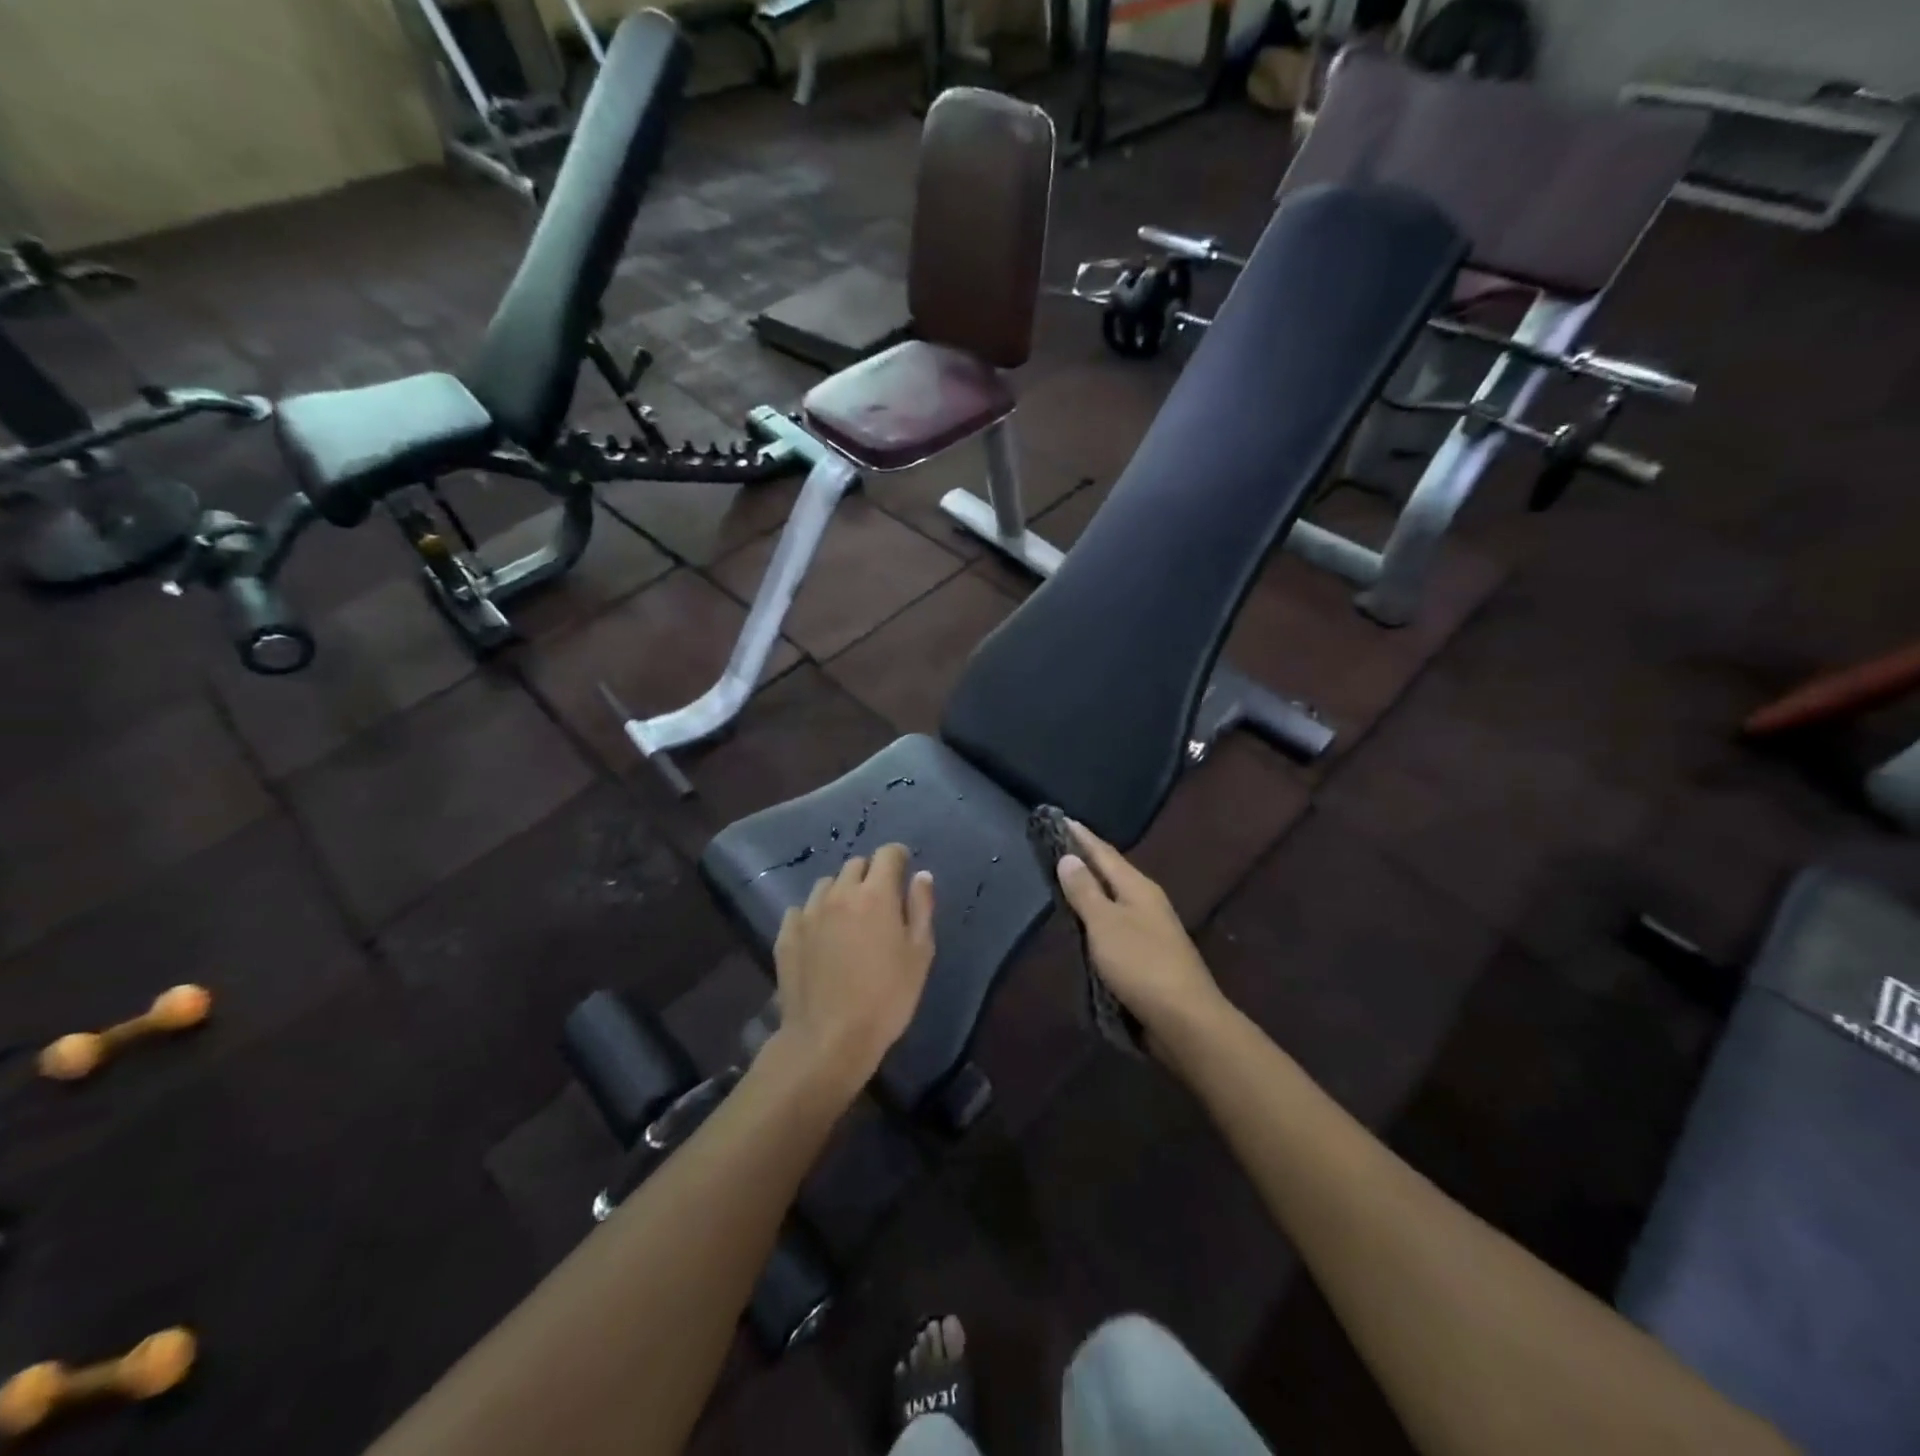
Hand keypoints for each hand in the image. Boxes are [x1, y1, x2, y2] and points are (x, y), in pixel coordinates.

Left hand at [772, 843, 935, 1093]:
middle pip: (855, 865)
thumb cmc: (886, 998)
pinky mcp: (787, 934)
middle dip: (870, 874)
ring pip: (827, 884)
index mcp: (875, 894)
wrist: (829, 1039)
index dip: (898, 857)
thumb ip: (921, 908)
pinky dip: (815, 914)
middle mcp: (839, 893)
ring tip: (848, 918)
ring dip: (841, 891)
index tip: (904, 870)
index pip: (887, 853)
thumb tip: (921, 875)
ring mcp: (808, 912)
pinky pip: (802, 909)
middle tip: (879, 900)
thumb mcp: (919, 954)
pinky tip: (821, 937)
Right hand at [1055, 821, 1225, 1046]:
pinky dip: (1098, 916)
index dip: (1081, 836)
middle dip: (1086, 859)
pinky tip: (1087, 922)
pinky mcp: (1149, 955)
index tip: (1060, 818)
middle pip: (1111, 872)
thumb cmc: (1141, 964)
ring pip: (1115, 898)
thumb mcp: (1105, 924)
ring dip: (1092, 888)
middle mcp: (1147, 901)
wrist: (1185, 1019)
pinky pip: (1116, 923)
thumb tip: (1069, 857)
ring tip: (1067, 879)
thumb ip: (1085, 891)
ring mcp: (1151, 929)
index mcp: (1138, 887)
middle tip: (1058, 845)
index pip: (1104, 852)